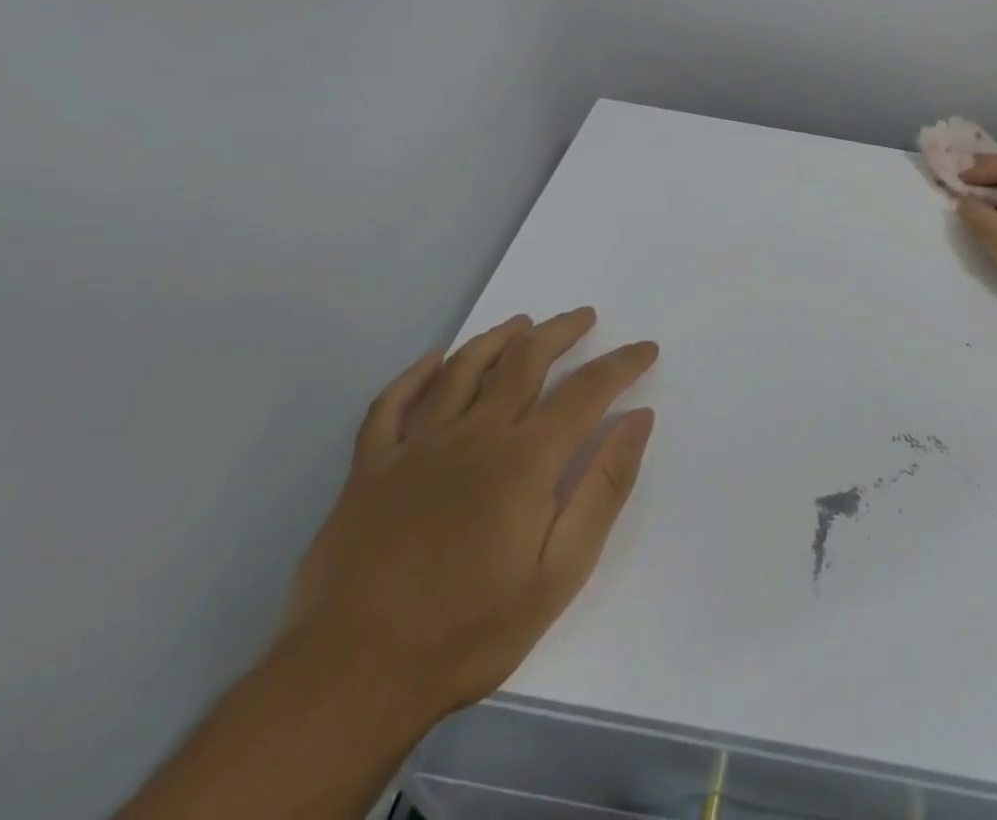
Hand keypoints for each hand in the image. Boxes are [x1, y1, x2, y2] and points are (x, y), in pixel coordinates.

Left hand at [283, 308, 656, 725]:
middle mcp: (474, 434)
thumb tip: (638, 419)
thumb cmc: (469, 629)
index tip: (646, 349)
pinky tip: (435, 361)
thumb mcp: (560, 572)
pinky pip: (392, 404)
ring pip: (464, 368)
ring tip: (523, 324)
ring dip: (499, 338)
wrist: (350, 680)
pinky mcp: (370, 469)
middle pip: (526, 360)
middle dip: (562, 331)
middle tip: (585, 317)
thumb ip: (604, 488)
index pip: (587, 390)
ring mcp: (416, 447)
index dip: (622, 364)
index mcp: (525, 458)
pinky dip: (416, 374)